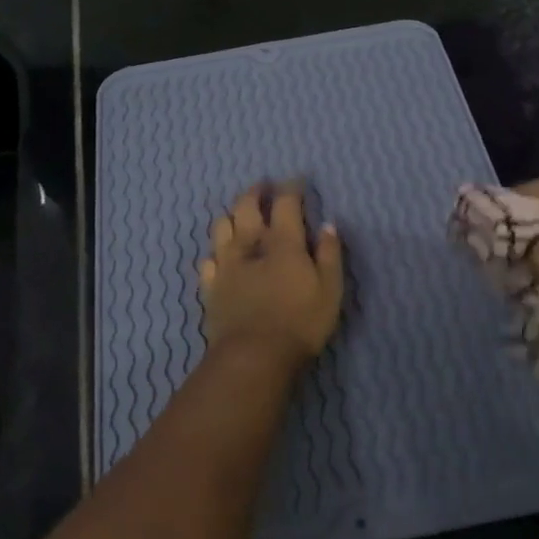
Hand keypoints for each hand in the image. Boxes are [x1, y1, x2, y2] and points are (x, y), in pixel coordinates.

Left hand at [200, 182, 344, 369]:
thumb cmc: (300, 322)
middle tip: (262, 186)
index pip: (285, 203)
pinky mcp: (211, 288)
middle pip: (246, 206)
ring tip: (238, 215)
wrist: (253, 357)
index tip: (296, 181)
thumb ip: (329, 254)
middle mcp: (249, 245)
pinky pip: (208, 261)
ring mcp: (225, 265)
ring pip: (221, 227)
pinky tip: (220, 257)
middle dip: (255, 192)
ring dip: (231, 215)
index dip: (291, 188)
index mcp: (282, 242)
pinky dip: (215, 253)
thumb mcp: (330, 289)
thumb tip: (328, 225)